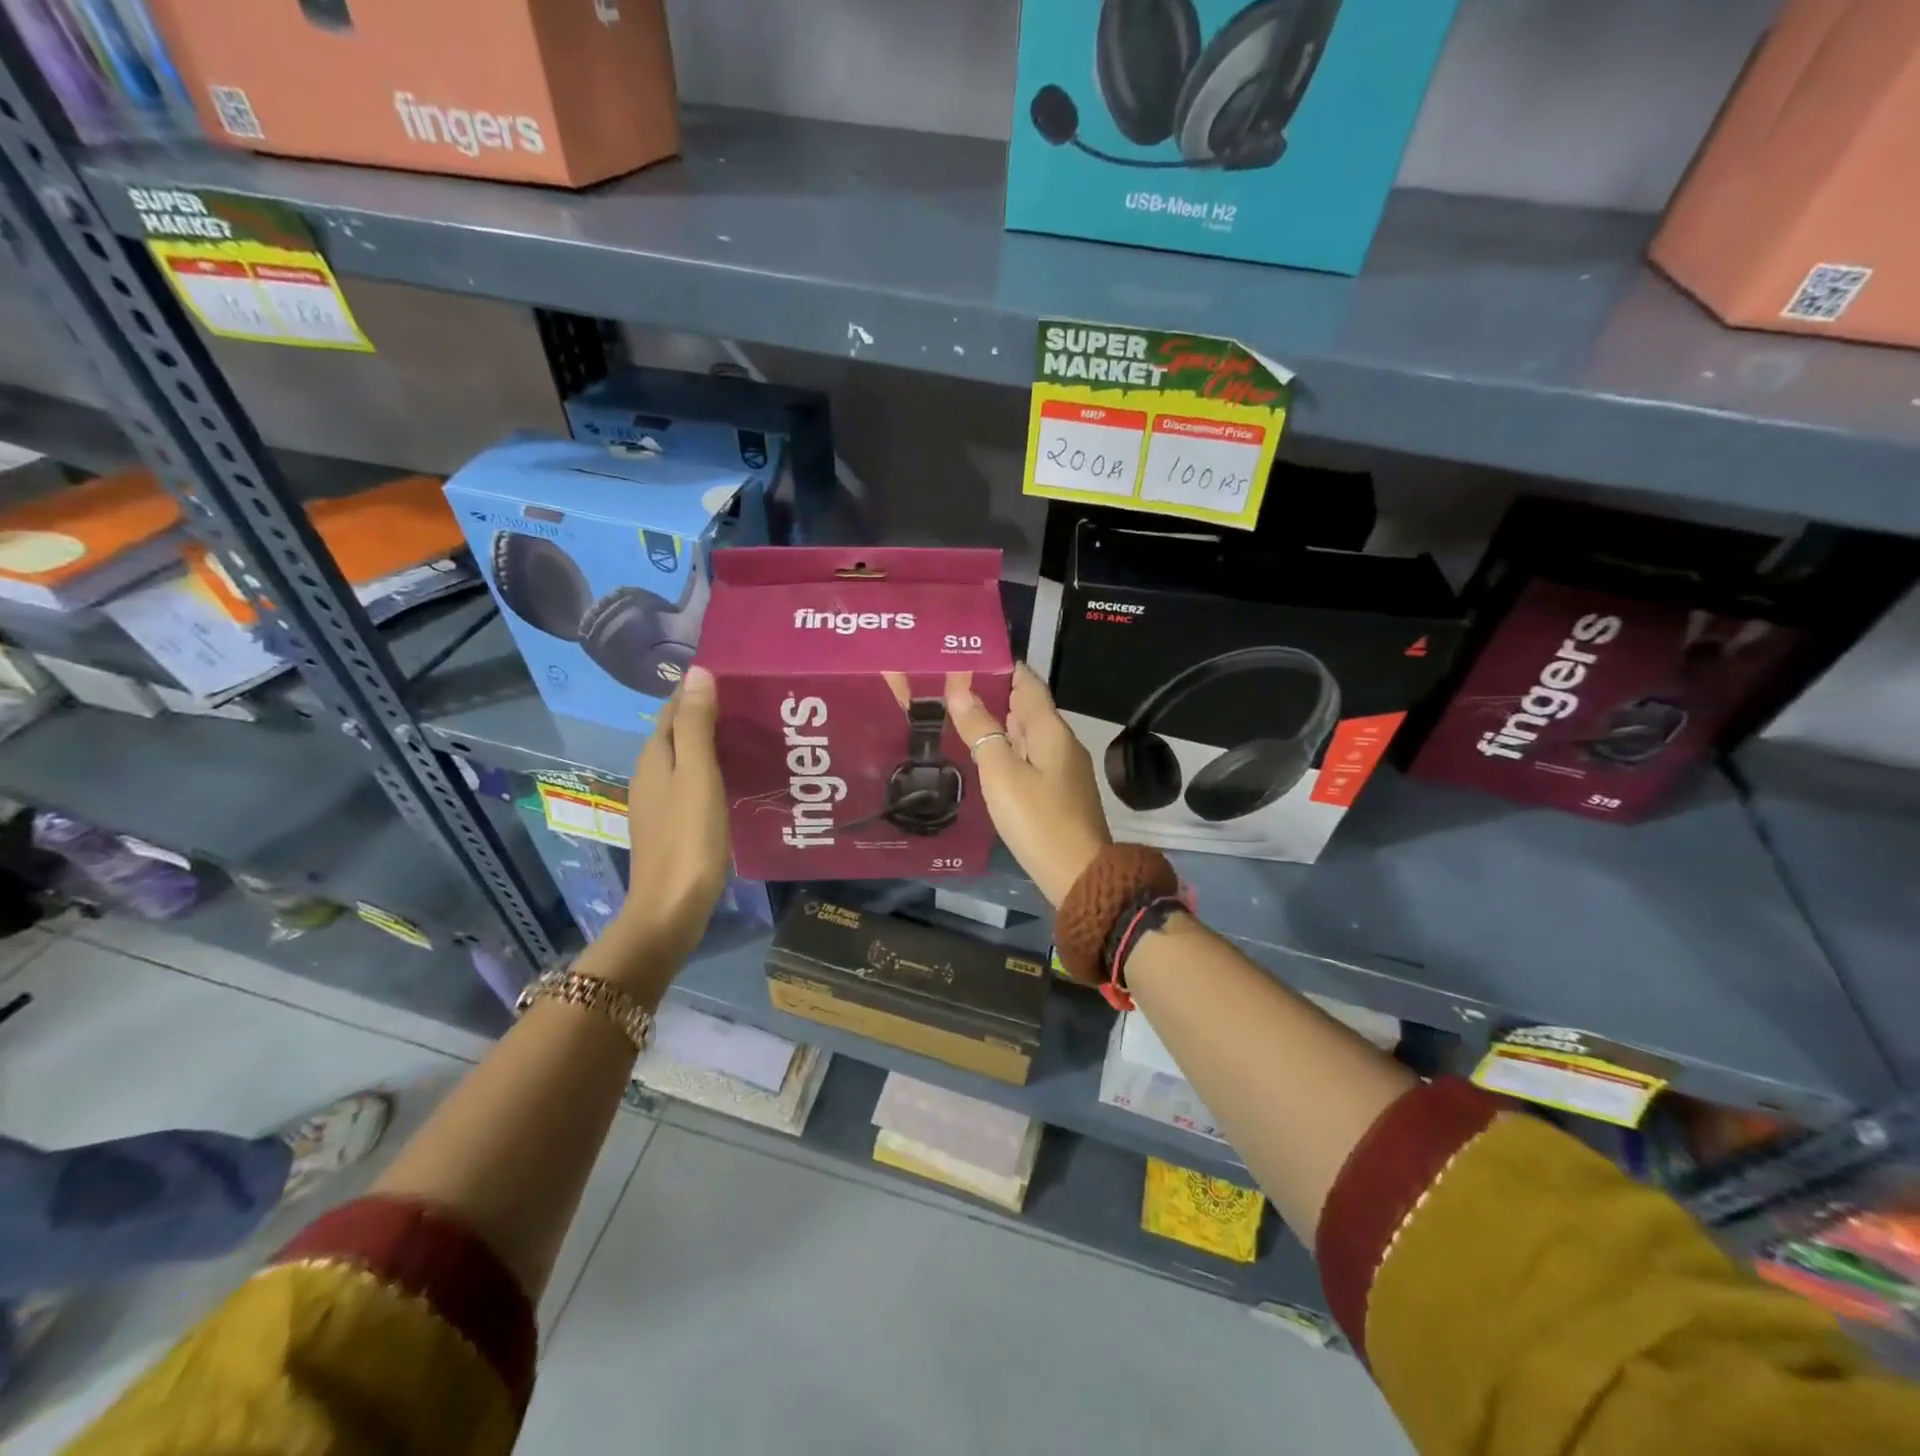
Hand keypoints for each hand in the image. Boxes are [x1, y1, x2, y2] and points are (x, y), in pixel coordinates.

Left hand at [607, 666, 729, 991]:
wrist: (671, 908)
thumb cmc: (688, 839)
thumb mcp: (698, 776)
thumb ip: (697, 726)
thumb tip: (697, 671)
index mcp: (655, 757)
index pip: (673, 708)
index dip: (699, 689)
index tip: (738, 677)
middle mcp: (652, 774)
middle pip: (679, 732)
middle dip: (710, 713)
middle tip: (757, 704)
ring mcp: (660, 802)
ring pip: (687, 758)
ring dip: (714, 743)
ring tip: (755, 735)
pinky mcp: (673, 825)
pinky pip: (693, 783)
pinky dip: (714, 771)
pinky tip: (739, 779)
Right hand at [946, 662, 1110, 906]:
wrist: (1079, 874)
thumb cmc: (1037, 819)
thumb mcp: (1001, 773)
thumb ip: (981, 731)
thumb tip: (959, 690)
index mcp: (1051, 730)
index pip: (1028, 683)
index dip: (1002, 667)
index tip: (969, 656)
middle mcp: (1061, 742)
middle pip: (1028, 707)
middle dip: (995, 693)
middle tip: (954, 685)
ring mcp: (1064, 768)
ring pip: (1028, 734)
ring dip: (1000, 722)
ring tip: (963, 714)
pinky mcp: (1059, 792)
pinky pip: (1031, 757)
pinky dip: (1009, 748)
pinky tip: (987, 756)